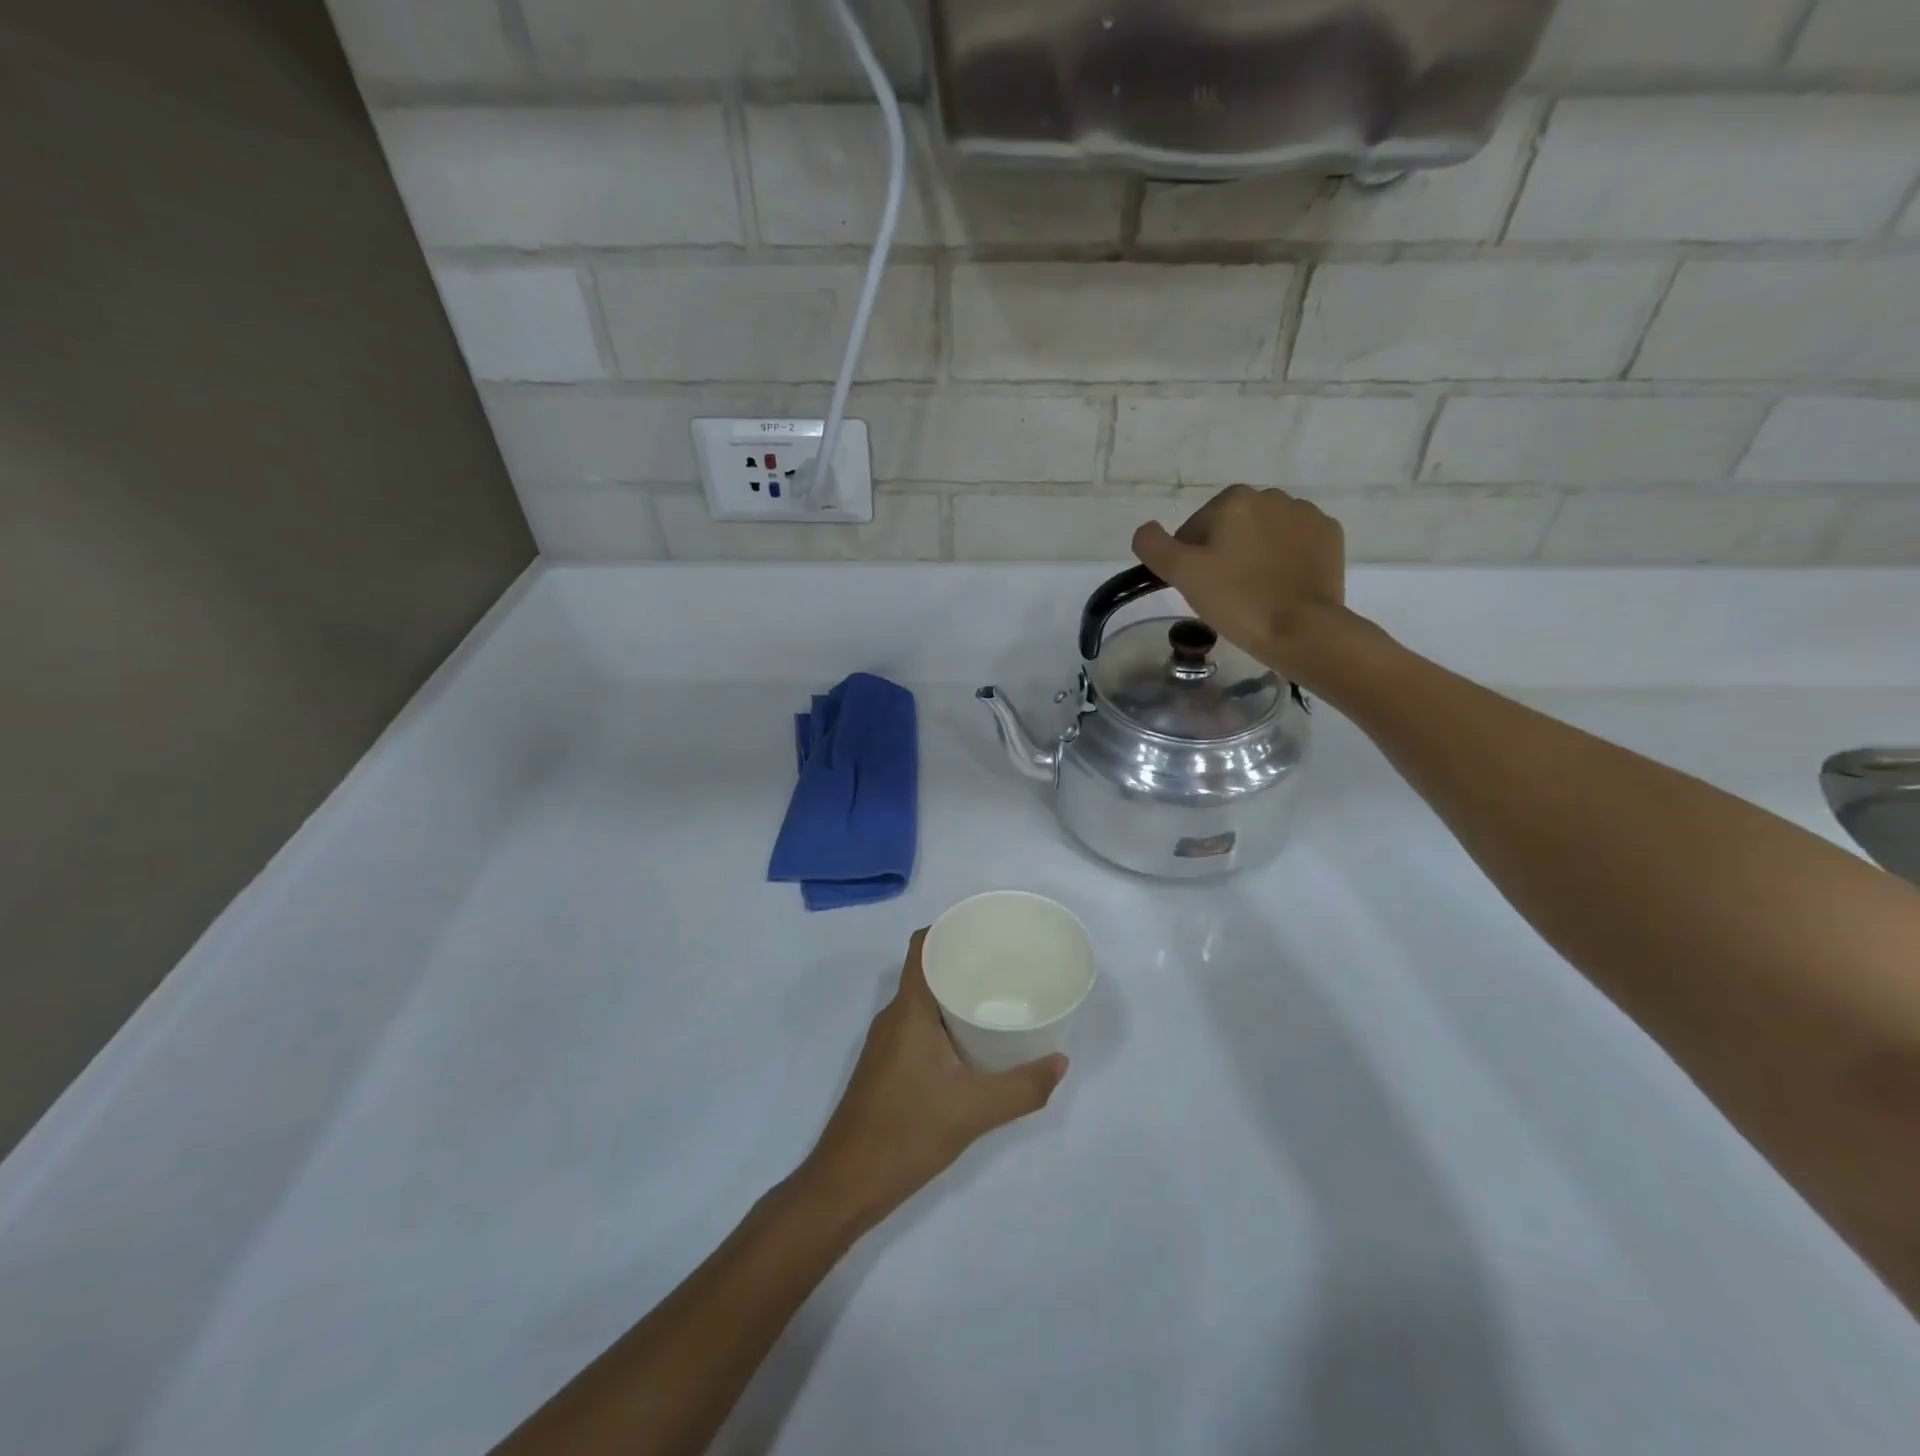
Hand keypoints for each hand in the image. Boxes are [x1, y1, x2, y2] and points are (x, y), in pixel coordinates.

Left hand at [799, 930, 1067, 1234]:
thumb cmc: (906, 1134)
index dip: (951, 928)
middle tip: (1008, 964)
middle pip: (927, 969)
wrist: (846, 1184)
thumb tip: (1061, 1062)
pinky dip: (946, 1019)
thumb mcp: (973, 1112)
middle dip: (964, 960)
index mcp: (909, 1009)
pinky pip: (919, 1024)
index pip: (923, 946)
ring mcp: (887, 1041)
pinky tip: (974, 1039)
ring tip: (998, 996)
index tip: (987, 929)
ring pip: (924, 999)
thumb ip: (1022, 1088)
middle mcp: (894, 1016)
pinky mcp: (888, 1064)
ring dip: (955, 992)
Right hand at [1132, 485, 1361, 687]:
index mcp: (1233, 499)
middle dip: (1224, 554)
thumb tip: (1145, 530)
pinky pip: (1295, 544)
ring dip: (1255, 555)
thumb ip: (1154, 546)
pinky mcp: (1330, 537)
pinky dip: (1284, 560)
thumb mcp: (1182, 574)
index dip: (1190, 560)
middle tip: (1224, 593)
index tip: (1199, 587)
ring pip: (1264, 534)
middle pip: (1231, 528)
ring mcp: (1306, 515)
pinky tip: (1281, 586)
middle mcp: (1272, 496)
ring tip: (1254, 592)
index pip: (1195, 529)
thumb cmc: (1237, 600)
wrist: (1302, 629)